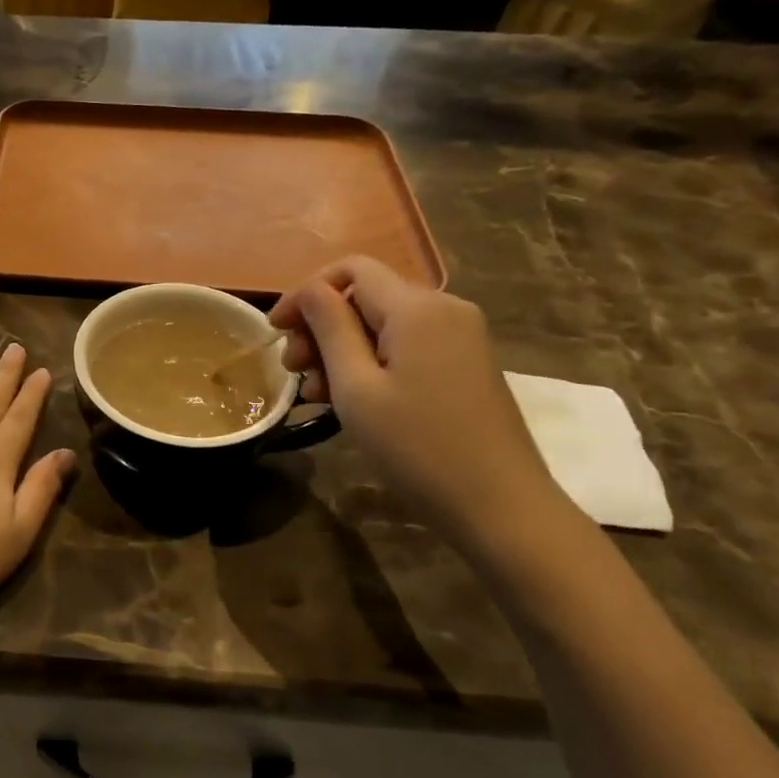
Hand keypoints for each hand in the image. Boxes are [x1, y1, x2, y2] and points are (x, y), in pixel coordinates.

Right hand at [270, 257, 566, 538]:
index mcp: (417, 307)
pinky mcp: (466, 363)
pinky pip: (407, 344)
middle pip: (366, 295)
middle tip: (294, 371)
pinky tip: (352, 398)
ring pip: (383, 322)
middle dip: (321, 326)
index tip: (276, 331)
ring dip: (342, 348)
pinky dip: (372, 361)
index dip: (305, 293)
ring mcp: (461, 336)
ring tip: (316, 393)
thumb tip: (311, 290)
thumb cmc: (417, 447)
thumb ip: (330, 327)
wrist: (502, 508)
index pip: (350, 269)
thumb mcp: (356, 387)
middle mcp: (444, 308)